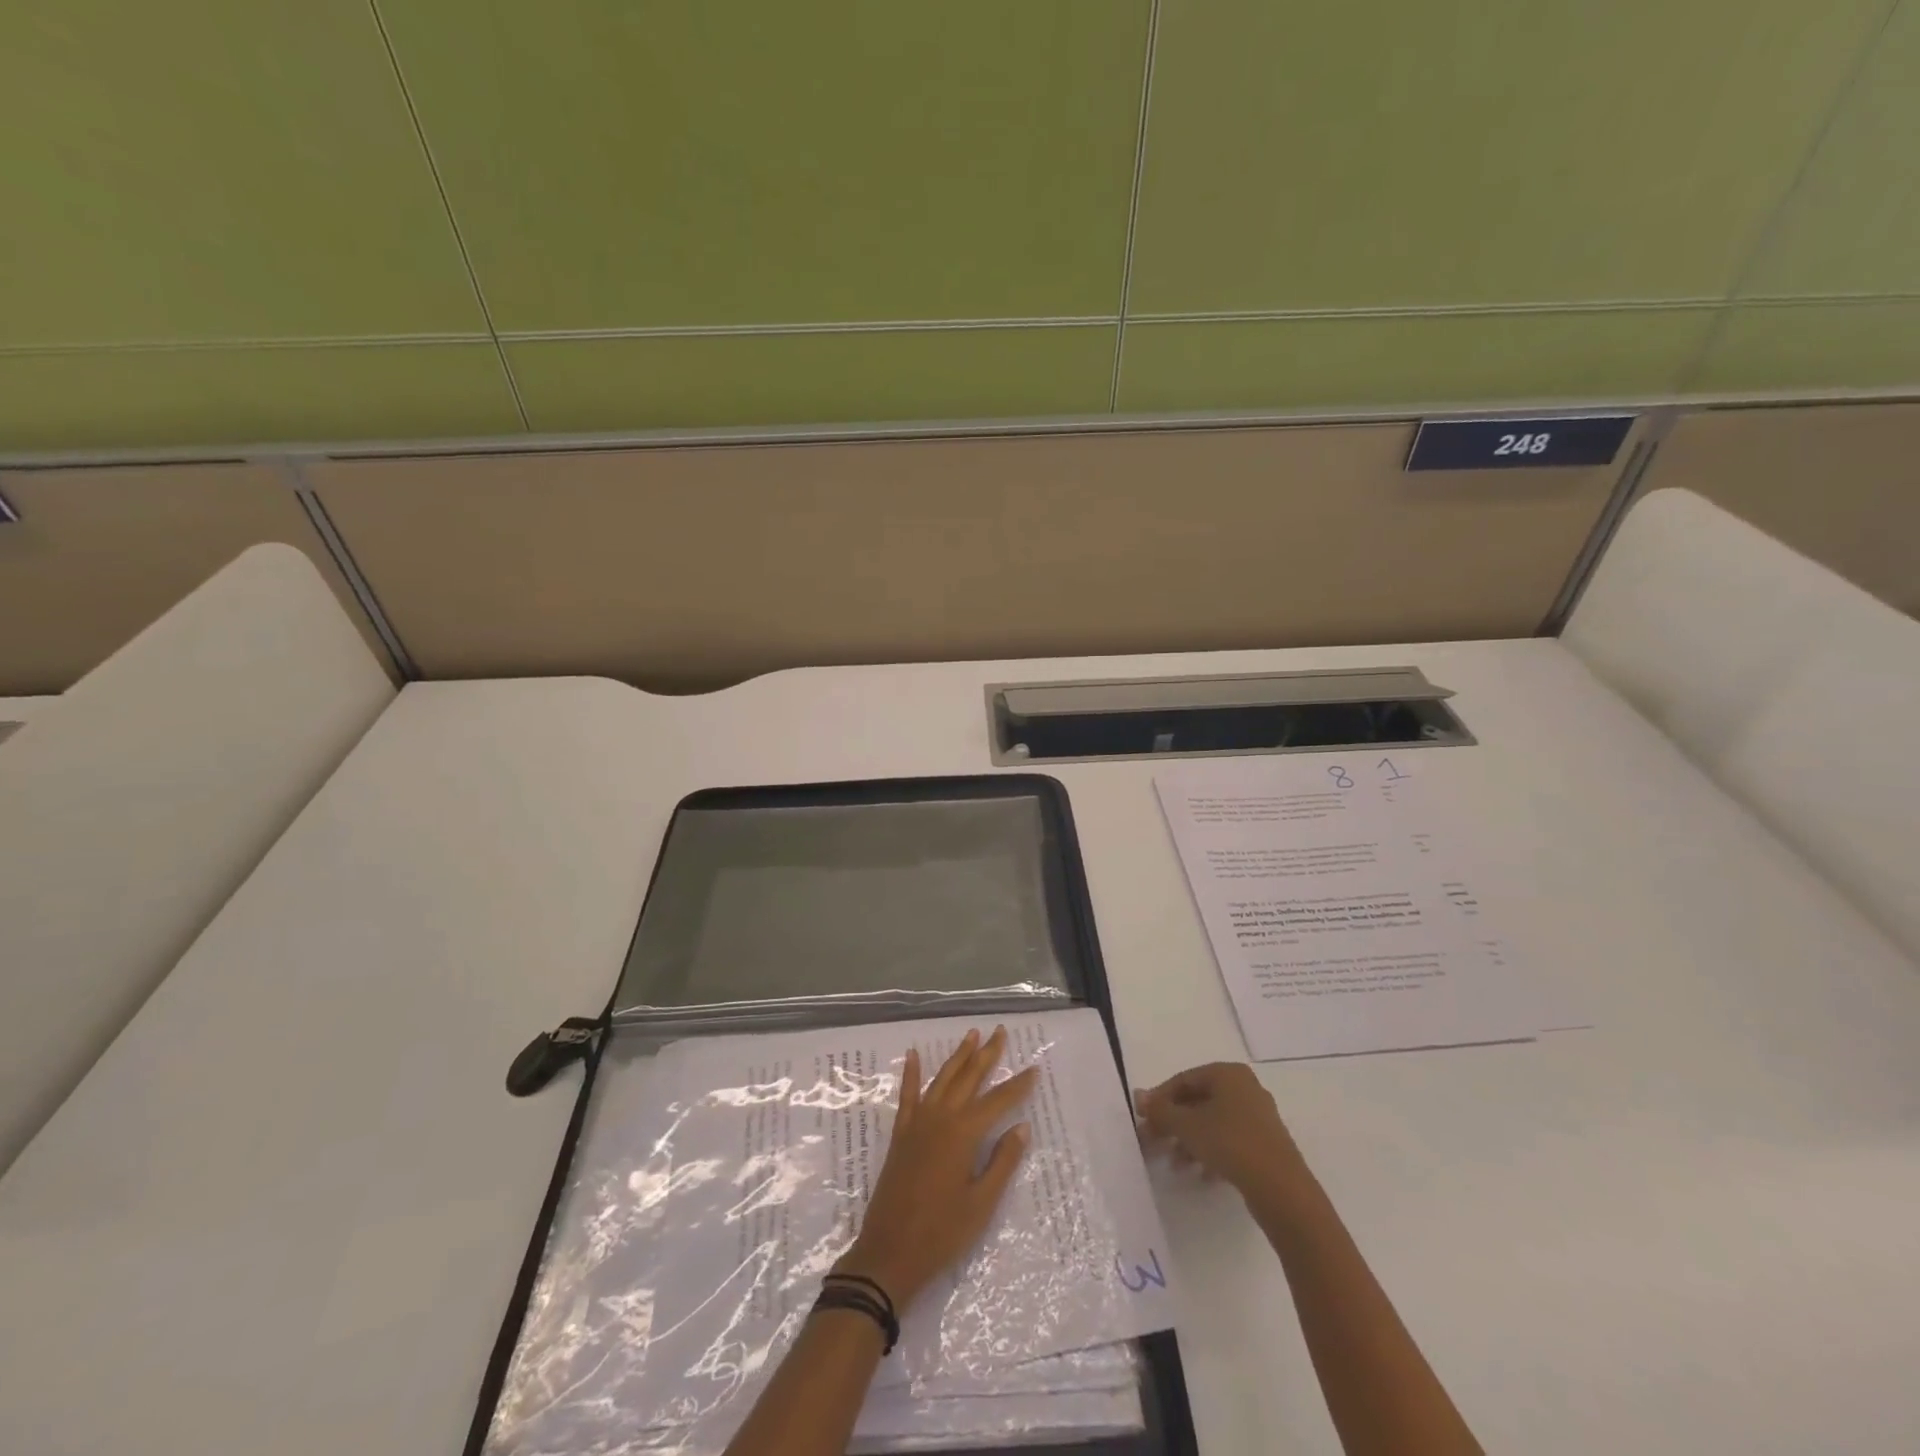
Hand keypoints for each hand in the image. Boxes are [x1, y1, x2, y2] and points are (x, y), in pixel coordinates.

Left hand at [836, 1027, 1037, 1311]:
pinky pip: (908, 1095)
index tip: (1035, 1068)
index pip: (998, 1102)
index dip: (1018, 1086)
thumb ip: (1002, 1162)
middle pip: (968, 1078)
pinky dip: (912, 1073)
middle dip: (986, 1054)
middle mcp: (940, 1118)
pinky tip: (914, 1055)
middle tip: (1001, 1032)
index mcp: (963, 1134)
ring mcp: (917, 1123)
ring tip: (971, 1034)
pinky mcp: (901, 1134)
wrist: (889, 1254)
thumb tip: (1021, 1127)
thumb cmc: (941, 1233)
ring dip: (958, 1056)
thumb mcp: (981, 1204)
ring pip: (942, 1079)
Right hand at [1134, 1062, 1303, 1194]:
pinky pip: (1230, 1141)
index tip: (1143, 1119)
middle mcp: (1245, 1089)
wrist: (1282, 1190)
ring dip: (1189, 1141)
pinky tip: (1201, 1175)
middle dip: (1174, 1123)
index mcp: (1228, 1074)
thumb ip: (1161, 1110)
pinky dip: (1211, 1153)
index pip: (1184, 1080)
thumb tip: (1137, 1095)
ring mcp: (1259, 1117)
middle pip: (1198, 1101)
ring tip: (1175, 1165)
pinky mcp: (1266, 1145)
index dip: (1160, 1099)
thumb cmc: (1230, 1143)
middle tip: (1154, 1142)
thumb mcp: (1187, 1125)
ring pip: (1213, 1123)